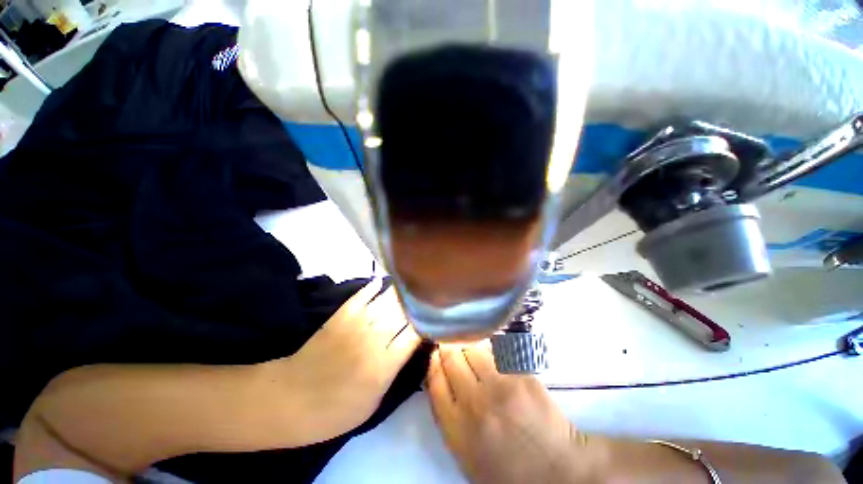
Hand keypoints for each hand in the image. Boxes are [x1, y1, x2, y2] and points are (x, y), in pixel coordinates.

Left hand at [263, 278, 420, 443]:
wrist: (288, 400)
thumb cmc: (334, 412)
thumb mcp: (372, 405)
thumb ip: (394, 373)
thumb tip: (409, 347)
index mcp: (383, 366)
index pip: (414, 335)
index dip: (427, 323)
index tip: (434, 318)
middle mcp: (373, 339)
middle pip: (403, 314)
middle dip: (417, 305)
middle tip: (427, 298)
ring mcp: (356, 324)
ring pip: (387, 301)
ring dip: (400, 293)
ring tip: (411, 286)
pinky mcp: (340, 316)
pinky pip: (362, 295)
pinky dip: (374, 286)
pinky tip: (383, 282)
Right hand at [426, 343, 603, 483]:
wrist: (557, 471)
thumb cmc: (507, 469)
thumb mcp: (466, 454)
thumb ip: (448, 416)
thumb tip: (441, 377)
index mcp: (458, 429)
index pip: (435, 380)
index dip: (434, 362)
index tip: (436, 354)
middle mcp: (475, 402)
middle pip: (452, 358)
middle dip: (449, 348)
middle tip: (452, 345)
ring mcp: (501, 385)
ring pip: (473, 347)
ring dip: (469, 345)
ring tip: (473, 349)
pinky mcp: (521, 375)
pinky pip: (496, 349)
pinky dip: (489, 347)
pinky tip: (492, 352)